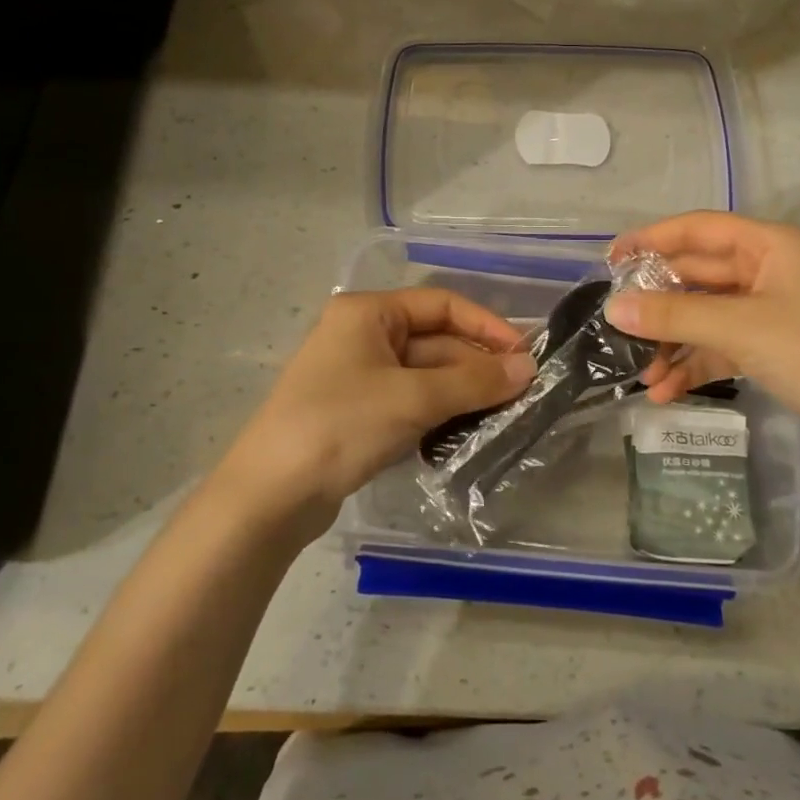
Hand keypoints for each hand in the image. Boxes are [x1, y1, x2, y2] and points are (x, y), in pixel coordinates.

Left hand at [213, 288, 535, 538]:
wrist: (270, 495)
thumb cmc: (341, 425)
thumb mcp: (412, 398)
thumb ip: (474, 381)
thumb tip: (529, 368)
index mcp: (368, 312)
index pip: (441, 304)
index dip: (486, 326)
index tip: (524, 355)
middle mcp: (363, 335)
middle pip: (435, 341)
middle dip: (477, 366)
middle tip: (523, 393)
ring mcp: (360, 376)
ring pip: (426, 374)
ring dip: (463, 391)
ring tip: (506, 414)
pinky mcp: (360, 413)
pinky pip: (411, 401)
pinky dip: (440, 412)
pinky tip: (469, 430)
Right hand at [606, 212, 799, 467]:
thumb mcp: (742, 329)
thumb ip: (675, 315)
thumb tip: (613, 309)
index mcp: (771, 246)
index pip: (699, 229)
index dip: (651, 239)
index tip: (610, 260)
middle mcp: (769, 271)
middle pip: (698, 276)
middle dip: (658, 303)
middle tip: (614, 324)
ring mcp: (771, 311)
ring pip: (705, 315)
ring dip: (672, 342)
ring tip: (639, 373)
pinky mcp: (773, 348)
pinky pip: (720, 346)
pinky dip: (694, 364)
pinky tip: (665, 392)